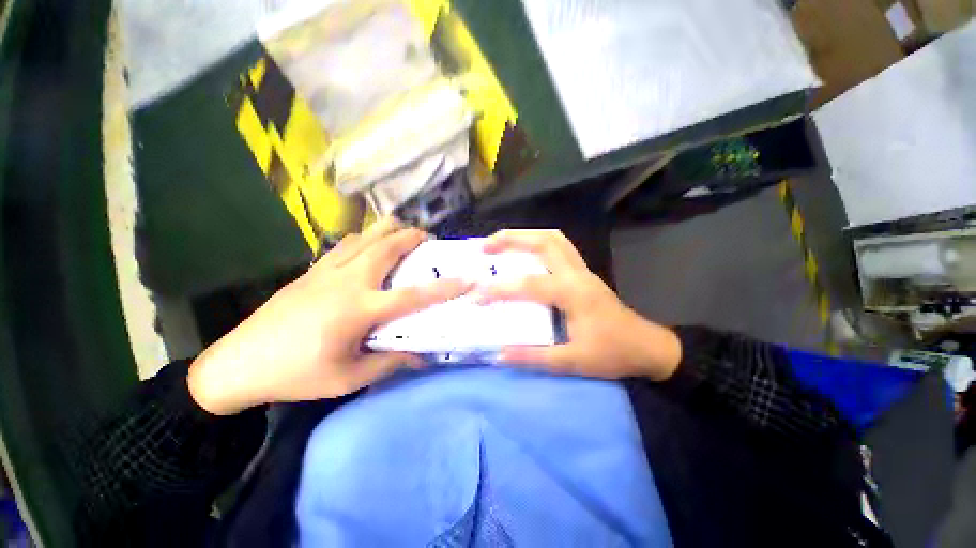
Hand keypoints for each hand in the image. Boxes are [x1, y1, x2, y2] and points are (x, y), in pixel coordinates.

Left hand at [188, 219, 470, 414]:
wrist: (238, 364)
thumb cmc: (296, 375)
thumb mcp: (348, 378)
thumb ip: (389, 363)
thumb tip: (421, 356)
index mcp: (359, 310)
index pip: (413, 295)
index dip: (444, 287)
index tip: (467, 278)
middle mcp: (348, 281)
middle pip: (387, 246)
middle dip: (412, 237)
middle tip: (427, 238)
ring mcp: (327, 271)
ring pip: (365, 237)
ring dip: (388, 231)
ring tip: (402, 234)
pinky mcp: (312, 270)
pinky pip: (346, 244)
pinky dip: (365, 238)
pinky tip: (369, 247)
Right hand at [479, 230, 681, 380]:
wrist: (646, 347)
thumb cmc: (612, 354)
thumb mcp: (573, 362)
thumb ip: (535, 358)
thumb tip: (499, 354)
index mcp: (573, 293)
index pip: (529, 285)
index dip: (499, 289)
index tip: (475, 295)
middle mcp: (576, 274)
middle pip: (544, 240)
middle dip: (512, 238)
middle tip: (485, 245)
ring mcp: (582, 270)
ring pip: (553, 238)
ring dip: (525, 235)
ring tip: (500, 242)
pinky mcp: (583, 273)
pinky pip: (559, 247)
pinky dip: (537, 242)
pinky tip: (524, 252)